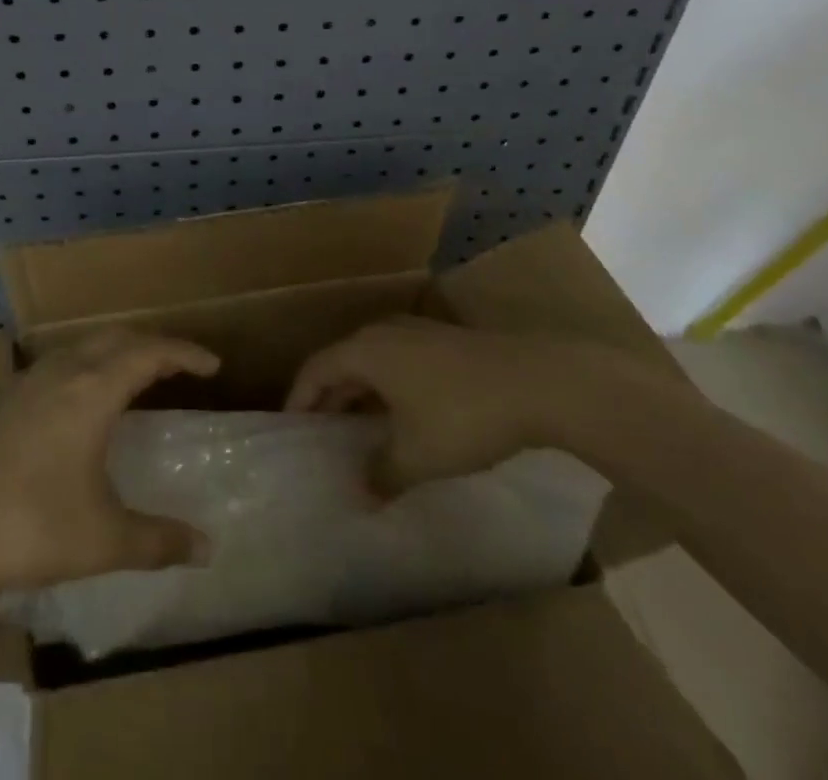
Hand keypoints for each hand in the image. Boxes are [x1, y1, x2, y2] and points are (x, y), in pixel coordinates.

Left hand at [0, 329, 219, 602]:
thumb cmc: (23, 526)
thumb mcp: (101, 540)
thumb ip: (158, 541)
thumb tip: (208, 547)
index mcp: (92, 390)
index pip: (150, 352)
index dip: (185, 353)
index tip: (213, 365)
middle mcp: (62, 372)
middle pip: (116, 336)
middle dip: (153, 344)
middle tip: (179, 365)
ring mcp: (26, 382)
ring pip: (83, 345)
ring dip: (116, 350)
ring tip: (135, 375)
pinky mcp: (1, 400)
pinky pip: (59, 364)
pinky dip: (86, 365)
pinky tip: (79, 401)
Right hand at [286, 317, 611, 494]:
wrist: (537, 382)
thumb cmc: (463, 416)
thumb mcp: (418, 456)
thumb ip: (382, 475)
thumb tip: (359, 495)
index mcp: (365, 350)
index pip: (315, 370)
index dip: (299, 399)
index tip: (290, 428)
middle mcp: (384, 332)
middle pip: (342, 361)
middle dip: (328, 397)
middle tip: (320, 433)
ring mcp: (416, 332)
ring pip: (372, 361)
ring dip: (359, 392)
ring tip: (357, 428)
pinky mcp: (444, 342)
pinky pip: (398, 361)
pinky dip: (387, 387)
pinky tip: (402, 416)